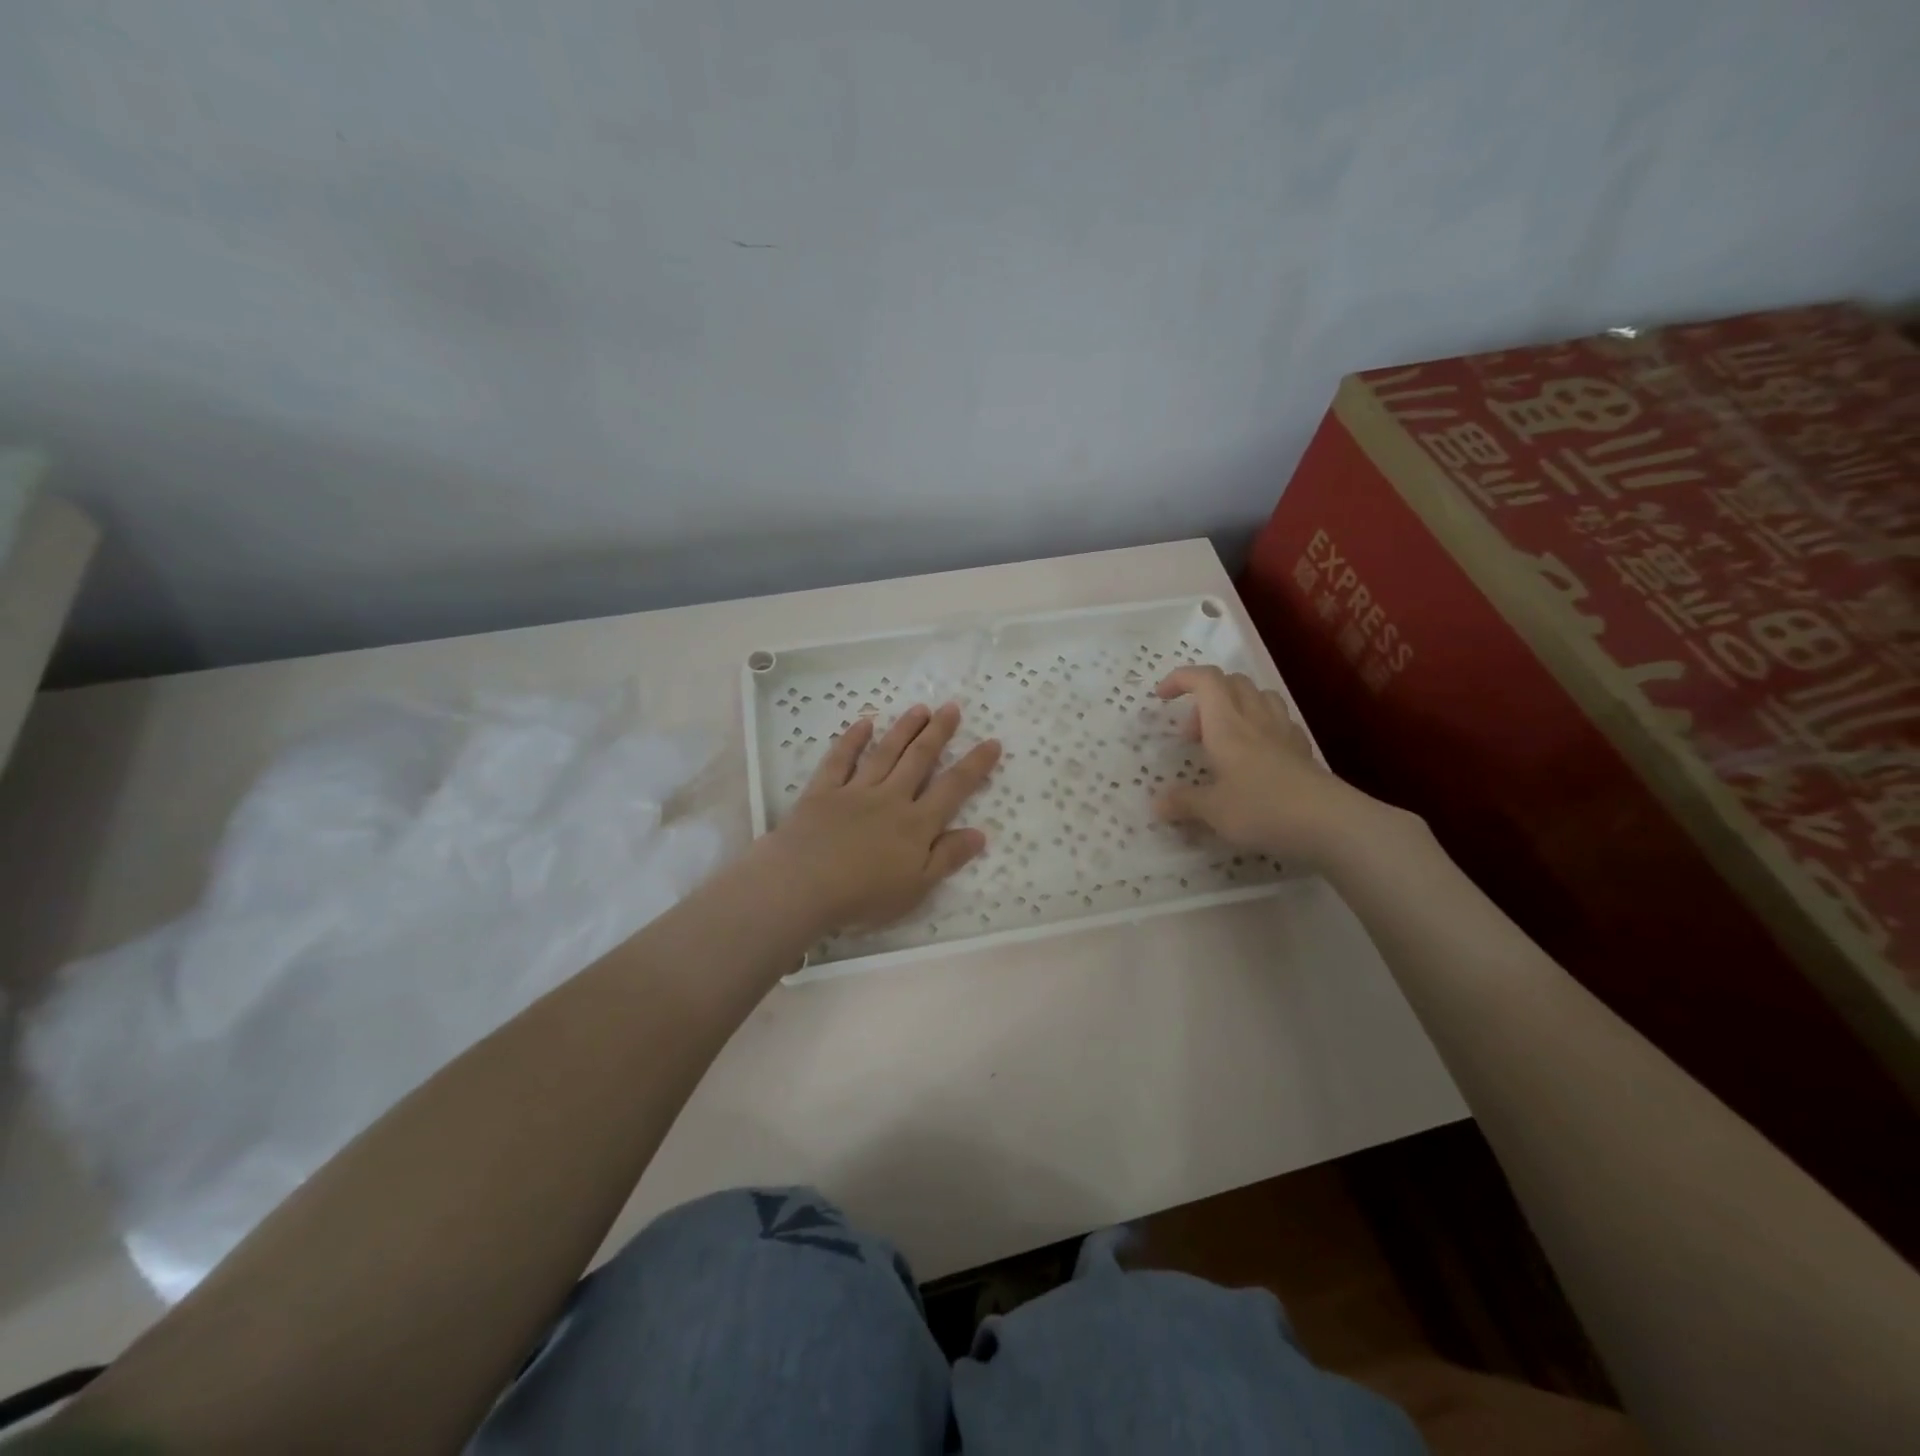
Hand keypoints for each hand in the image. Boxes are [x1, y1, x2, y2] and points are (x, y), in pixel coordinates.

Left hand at [757, 702, 1001, 935]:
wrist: (803, 885)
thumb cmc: (864, 895)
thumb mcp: (917, 887)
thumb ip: (947, 857)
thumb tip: (980, 833)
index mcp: (916, 824)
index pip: (953, 788)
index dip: (974, 765)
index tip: (991, 742)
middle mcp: (890, 798)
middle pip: (918, 760)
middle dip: (938, 733)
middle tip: (951, 708)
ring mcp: (855, 791)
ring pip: (885, 753)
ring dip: (904, 729)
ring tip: (920, 708)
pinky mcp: (822, 791)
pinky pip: (840, 760)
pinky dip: (852, 740)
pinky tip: (864, 723)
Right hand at [1152, 665, 1391, 864]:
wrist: (1328, 822)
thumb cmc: (1261, 808)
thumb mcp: (1212, 811)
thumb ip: (1184, 802)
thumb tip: (1158, 804)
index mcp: (1226, 724)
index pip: (1204, 680)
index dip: (1181, 678)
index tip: (1161, 697)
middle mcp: (1254, 718)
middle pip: (1232, 682)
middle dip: (1205, 697)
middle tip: (1191, 734)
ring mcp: (1282, 731)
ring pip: (1259, 696)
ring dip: (1235, 705)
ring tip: (1223, 738)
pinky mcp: (1301, 749)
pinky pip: (1278, 721)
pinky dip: (1260, 726)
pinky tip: (1255, 755)